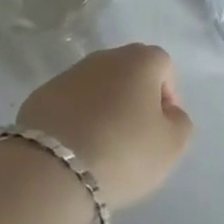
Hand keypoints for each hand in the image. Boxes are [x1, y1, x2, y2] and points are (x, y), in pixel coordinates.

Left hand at [16, 44, 193, 210]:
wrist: (52, 167)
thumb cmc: (123, 152)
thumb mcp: (170, 147)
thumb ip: (180, 124)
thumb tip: (169, 113)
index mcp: (140, 60)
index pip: (164, 66)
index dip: (168, 96)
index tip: (162, 130)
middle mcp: (106, 56)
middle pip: (129, 72)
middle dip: (136, 100)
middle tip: (135, 139)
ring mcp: (71, 73)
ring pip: (98, 86)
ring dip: (105, 108)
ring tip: (103, 148)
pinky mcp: (43, 94)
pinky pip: (70, 103)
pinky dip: (77, 119)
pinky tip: (76, 149)